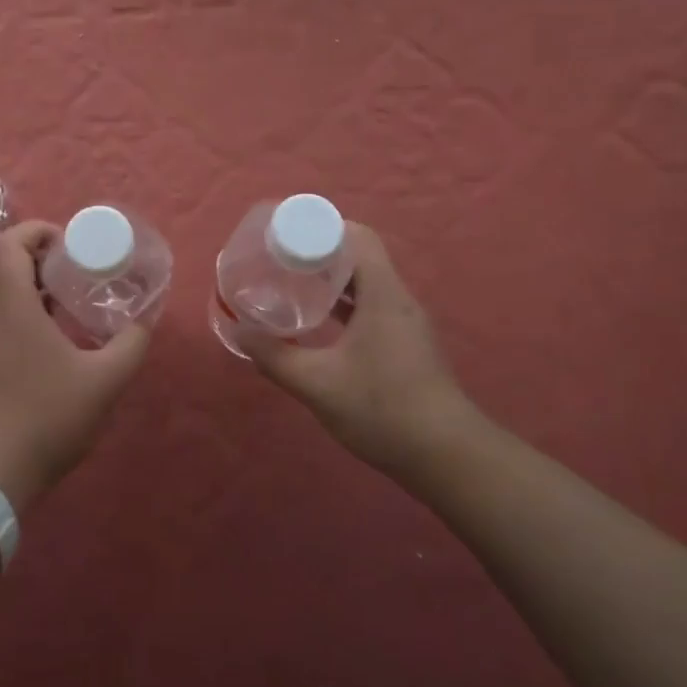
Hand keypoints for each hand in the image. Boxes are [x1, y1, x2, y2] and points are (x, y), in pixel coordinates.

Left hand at [0, 220, 150, 511]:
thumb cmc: (48, 414)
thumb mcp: (105, 379)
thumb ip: (131, 343)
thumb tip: (147, 318)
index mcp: (13, 303)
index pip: (11, 243)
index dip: (38, 231)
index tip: (71, 242)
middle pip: (8, 263)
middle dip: (43, 255)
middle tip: (81, 265)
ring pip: (5, 290)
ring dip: (37, 282)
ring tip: (76, 294)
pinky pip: (5, 314)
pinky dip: (30, 307)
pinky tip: (62, 331)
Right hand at [241, 223, 472, 479]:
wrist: (446, 457)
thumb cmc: (383, 410)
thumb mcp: (318, 384)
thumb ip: (275, 357)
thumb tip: (239, 331)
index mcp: (383, 294)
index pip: (358, 237)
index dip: (322, 229)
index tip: (286, 238)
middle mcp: (398, 299)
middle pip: (359, 256)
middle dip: (319, 253)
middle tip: (280, 261)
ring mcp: (405, 322)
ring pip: (365, 284)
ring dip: (331, 281)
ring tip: (292, 286)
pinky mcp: (406, 344)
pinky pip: (371, 307)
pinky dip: (344, 305)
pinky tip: (319, 323)